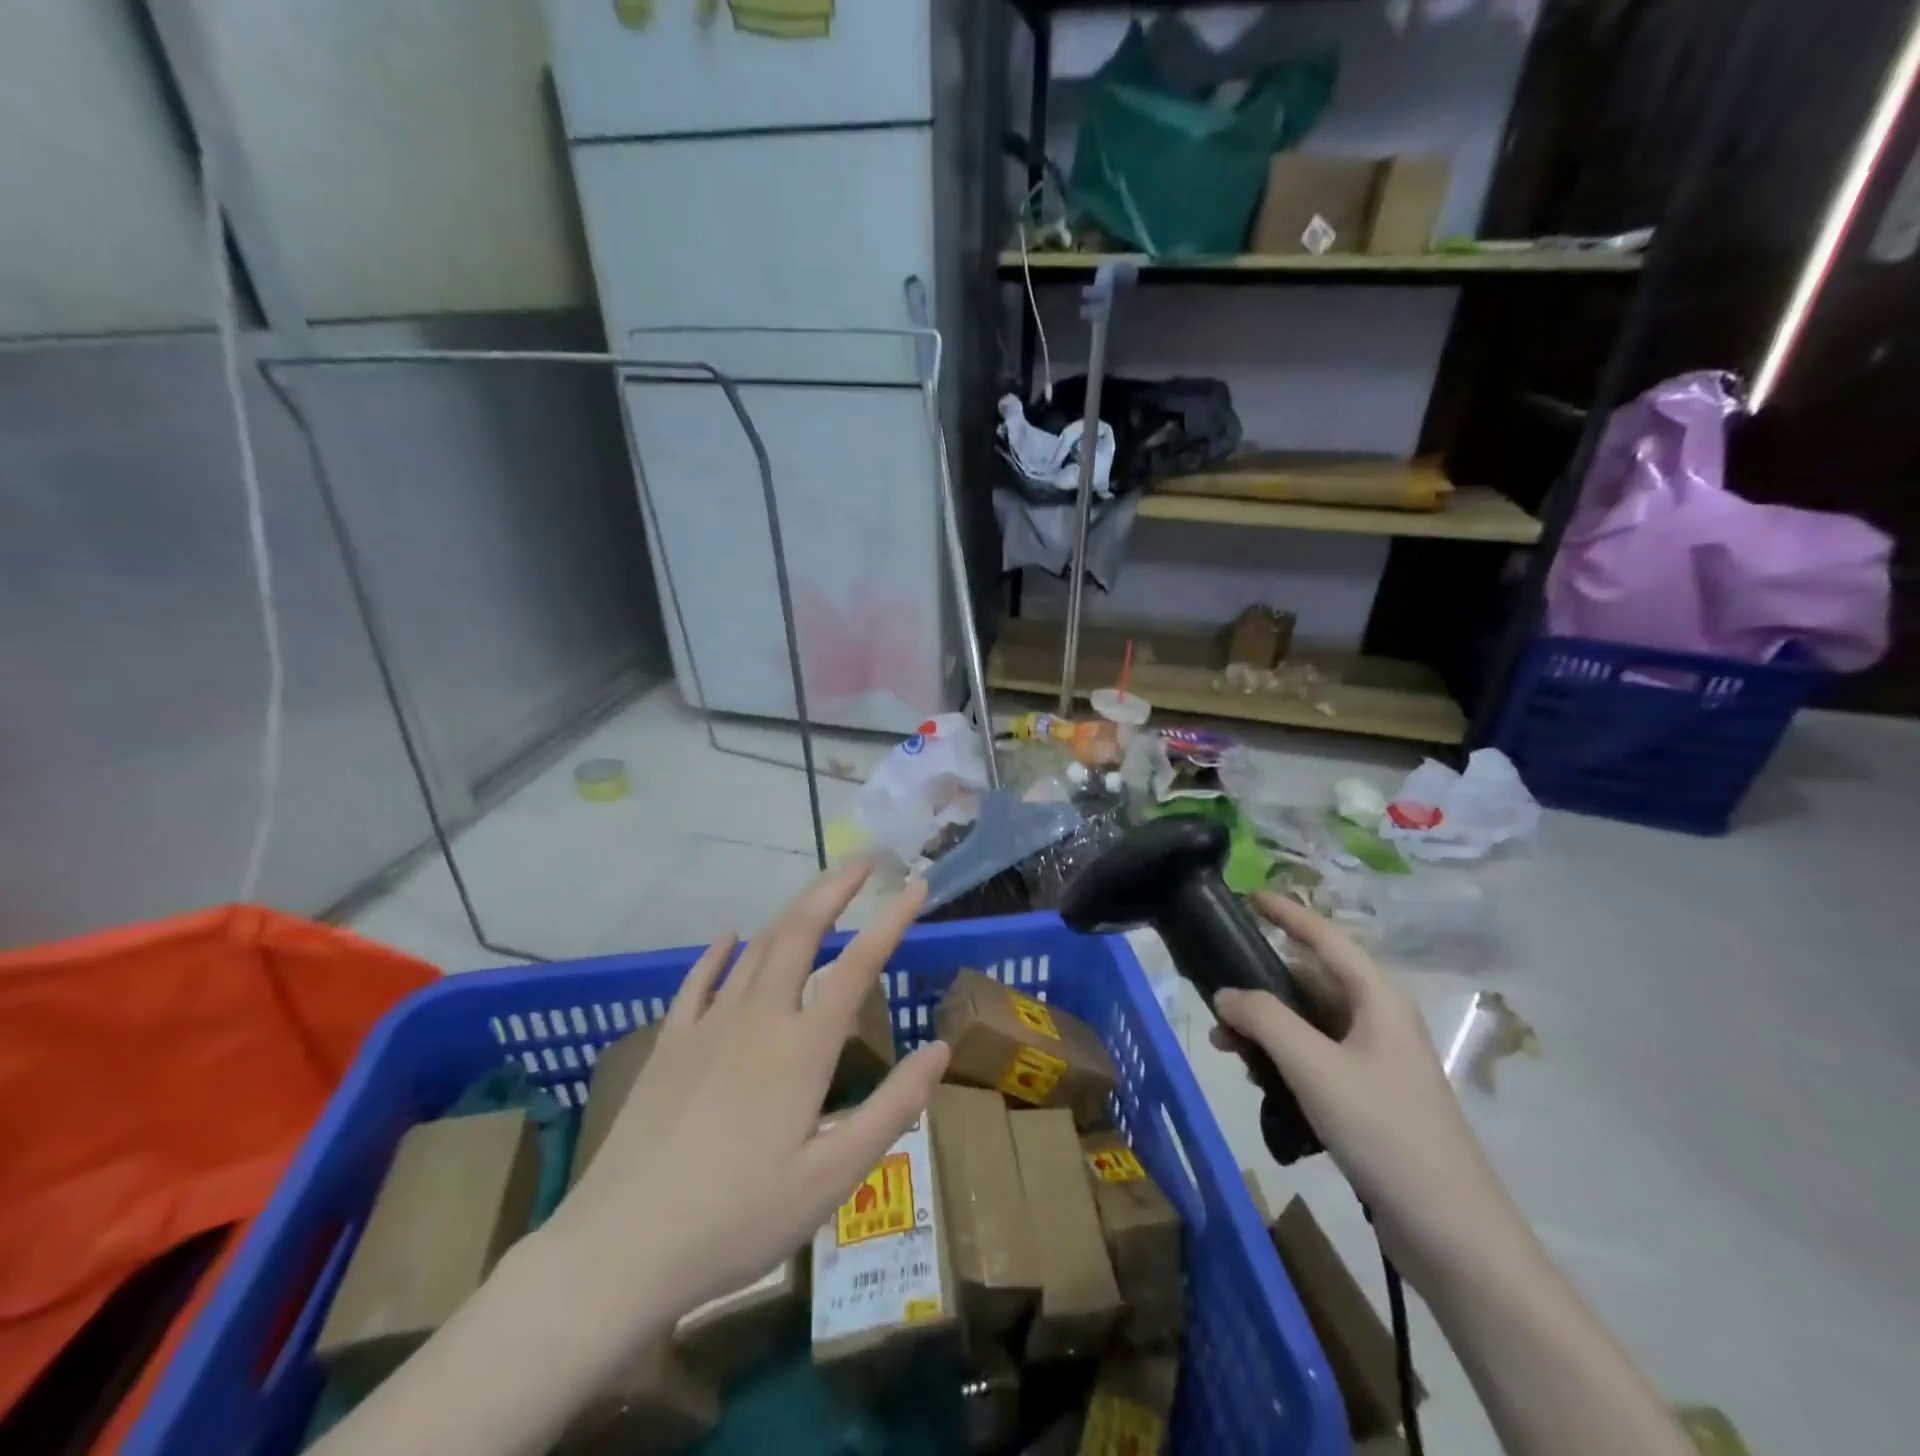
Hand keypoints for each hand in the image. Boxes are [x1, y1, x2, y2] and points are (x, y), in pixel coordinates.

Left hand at [541, 863, 948, 1357]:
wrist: (619, 1250)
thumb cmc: (738, 1221)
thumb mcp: (831, 1178)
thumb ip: (892, 1109)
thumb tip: (940, 1049)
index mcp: (802, 1049)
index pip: (858, 965)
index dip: (891, 919)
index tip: (916, 885)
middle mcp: (758, 1018)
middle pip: (800, 931)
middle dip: (834, 888)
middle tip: (864, 861)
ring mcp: (708, 1026)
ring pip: (756, 948)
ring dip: (791, 911)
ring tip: (817, 893)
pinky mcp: (669, 1044)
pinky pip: (699, 980)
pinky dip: (719, 952)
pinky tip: (730, 936)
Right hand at [1211, 891, 1522, 1282]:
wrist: (1453, 1233)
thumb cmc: (1384, 1130)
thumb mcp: (1314, 1066)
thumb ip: (1264, 1020)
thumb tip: (1226, 993)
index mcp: (1377, 999)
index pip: (1325, 937)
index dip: (1287, 913)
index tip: (1249, 896)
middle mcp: (1379, 1021)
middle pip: (1312, 982)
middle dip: (1262, 986)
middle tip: (1214, 995)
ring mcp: (1377, 1063)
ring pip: (1310, 1025)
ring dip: (1267, 1028)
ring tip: (1224, 1046)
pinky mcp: (1371, 1100)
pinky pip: (1317, 1060)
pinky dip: (1283, 1060)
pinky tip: (1256, 1080)